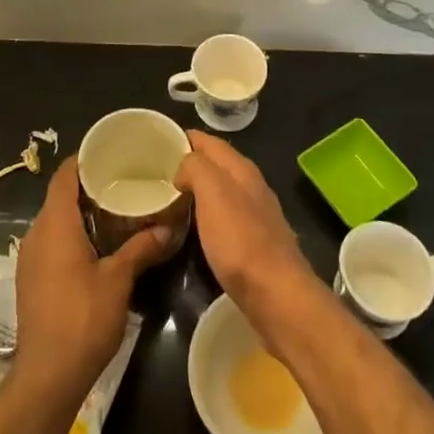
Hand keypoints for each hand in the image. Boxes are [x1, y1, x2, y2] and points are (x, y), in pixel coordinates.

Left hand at [14, 156, 171, 401]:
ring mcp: (29, 257)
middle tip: (121, 180)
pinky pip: (50, 242)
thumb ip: (141, 248)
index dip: (84, 160)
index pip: (64, 176)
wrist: (47, 376)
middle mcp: (36, 233)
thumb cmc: (83, 319)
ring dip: (80, 212)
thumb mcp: (119, 281)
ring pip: (54, 221)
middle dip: (87, 186)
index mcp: (55, 224)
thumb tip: (168, 226)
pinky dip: (71, 234)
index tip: (109, 152)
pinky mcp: (30, 278)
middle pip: (59, 197)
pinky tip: (97, 245)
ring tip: (114, 210)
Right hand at [175, 130, 318, 323]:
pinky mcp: (255, 243)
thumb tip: (183, 168)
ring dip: (198, 190)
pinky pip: (224, 216)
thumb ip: (196, 167)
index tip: (157, 142)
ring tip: (169, 197)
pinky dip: (206, 214)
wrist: (276, 295)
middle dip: (190, 163)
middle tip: (157, 172)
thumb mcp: (212, 192)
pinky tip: (194, 227)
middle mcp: (251, 186)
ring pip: (221, 190)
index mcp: (241, 169)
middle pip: (216, 164)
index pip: (209, 141)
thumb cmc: (240, 240)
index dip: (184, 138)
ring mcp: (256, 215)